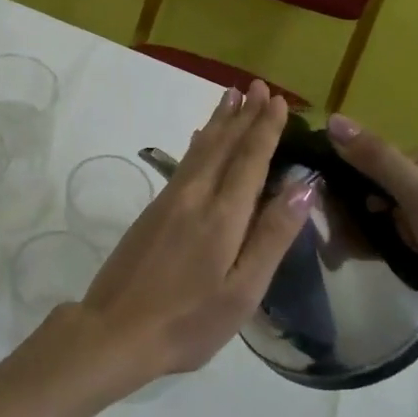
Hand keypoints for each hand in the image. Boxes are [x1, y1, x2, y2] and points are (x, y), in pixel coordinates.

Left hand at [68, 81, 315, 395]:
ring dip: (219, 121)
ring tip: (232, 96)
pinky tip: (200, 138)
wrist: (114, 330)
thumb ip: (272, 235)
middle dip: (243, 115)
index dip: (265, 129)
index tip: (279, 100)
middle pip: (223, 145)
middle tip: (259, 86)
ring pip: (200, 150)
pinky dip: (198, 143)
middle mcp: (194, 197)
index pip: (249, 159)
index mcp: (222, 215)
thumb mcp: (242, 290)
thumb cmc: (188, 321)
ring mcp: (168, 202)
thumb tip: (303, 185)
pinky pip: (183, 163)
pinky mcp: (152, 212)